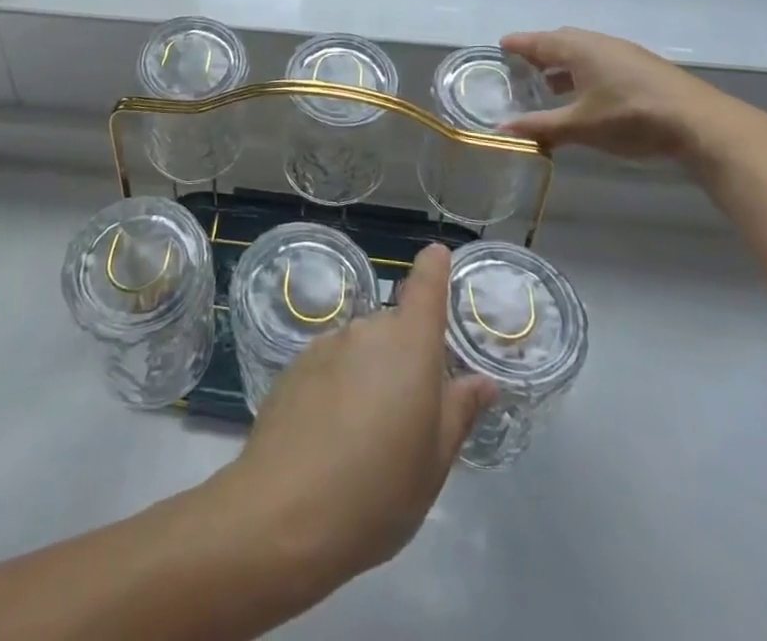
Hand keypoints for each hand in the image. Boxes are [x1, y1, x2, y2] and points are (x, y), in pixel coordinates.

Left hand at [215, 244, 495, 587]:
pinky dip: (339, 388)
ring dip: (370, 375)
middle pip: (396, 328)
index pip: (425, 285)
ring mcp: (326, 344)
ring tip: (367, 438)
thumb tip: (482, 381)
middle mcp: (367, 330)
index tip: (437, 255)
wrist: (284, 510)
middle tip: (410, 417)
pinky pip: (331, 365)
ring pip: (362, 349)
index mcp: (409, 344)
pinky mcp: (295, 364)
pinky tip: (331, 437)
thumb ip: (459, 411)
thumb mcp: (434, 461)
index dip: (434, 267)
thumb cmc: (377, 490)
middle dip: (406, 358)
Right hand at [499, 26, 766, 166]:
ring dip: (564, 64)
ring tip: (550, 85)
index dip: (518, 44)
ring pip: (584, 52)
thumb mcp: (580, 126)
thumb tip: (501, 129)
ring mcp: (624, 53)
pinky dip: (585, 72)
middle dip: (540, 53)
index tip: (500, 47)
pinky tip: (588, 95)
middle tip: (522, 68)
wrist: (700, 123)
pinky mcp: (643, 67)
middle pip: (561, 41)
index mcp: (578, 49)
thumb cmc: (630, 118)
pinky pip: (602, 61)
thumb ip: (541, 126)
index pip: (538, 41)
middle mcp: (599, 43)